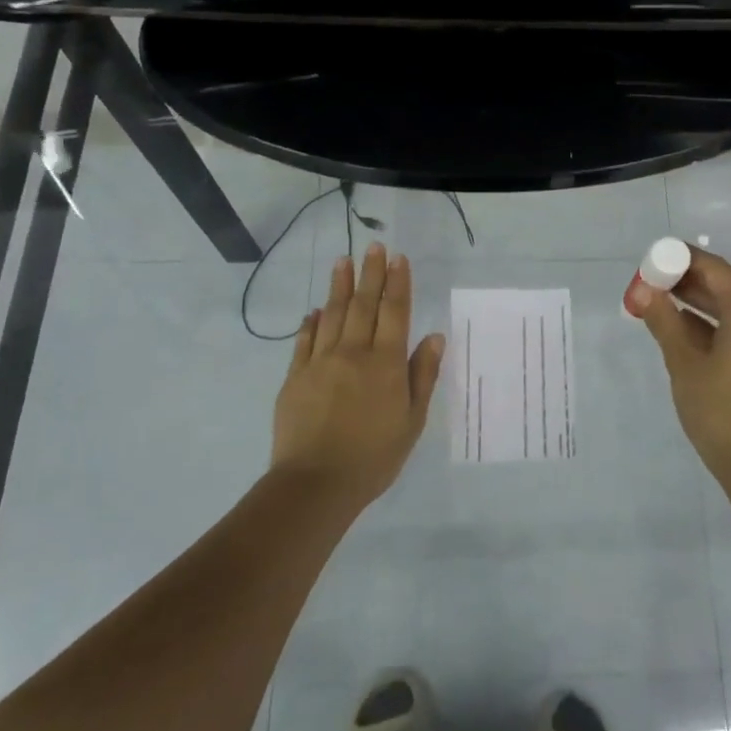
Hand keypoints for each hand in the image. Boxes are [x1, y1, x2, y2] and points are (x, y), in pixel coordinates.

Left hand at [273, 244, 445, 507]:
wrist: (316, 483)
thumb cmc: (374, 457)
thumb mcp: (412, 421)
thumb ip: (422, 375)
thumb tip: (434, 336)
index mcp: (385, 363)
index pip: (394, 312)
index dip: (398, 283)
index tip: (398, 258)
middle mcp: (353, 353)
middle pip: (363, 305)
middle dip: (370, 273)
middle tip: (373, 246)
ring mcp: (320, 362)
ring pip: (331, 315)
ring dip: (339, 286)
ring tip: (343, 261)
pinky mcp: (295, 377)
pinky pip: (304, 341)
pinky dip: (311, 322)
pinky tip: (315, 310)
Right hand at [634, 248, 730, 485]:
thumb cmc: (718, 410)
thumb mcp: (683, 362)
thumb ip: (663, 319)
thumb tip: (642, 289)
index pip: (715, 268)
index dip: (683, 259)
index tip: (654, 259)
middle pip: (727, 282)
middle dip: (690, 277)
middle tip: (654, 278)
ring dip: (700, 298)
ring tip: (662, 297)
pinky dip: (713, 319)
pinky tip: (683, 324)